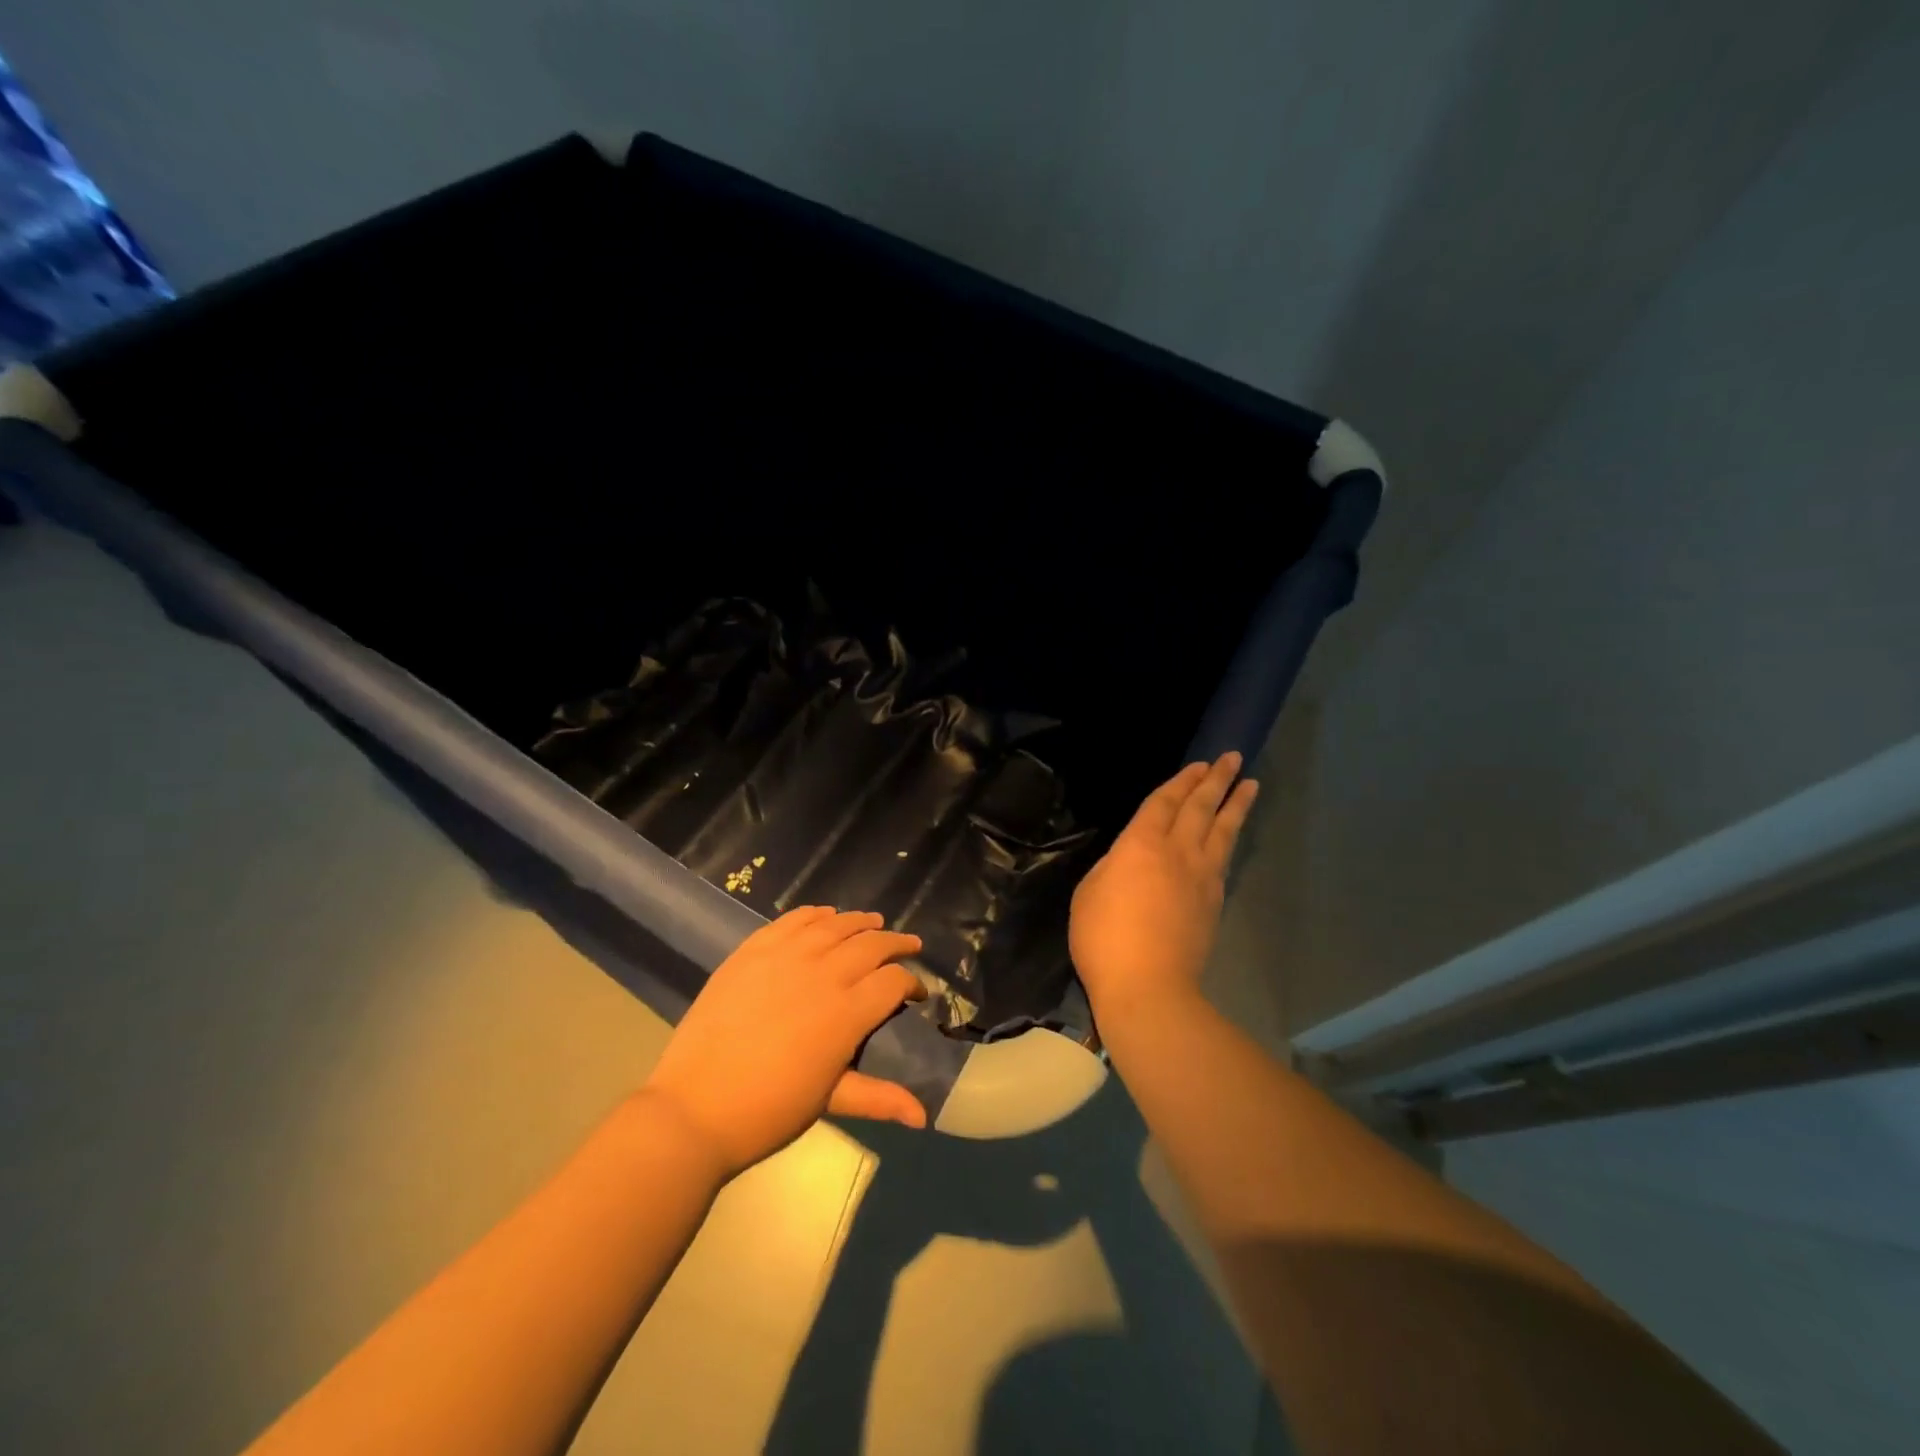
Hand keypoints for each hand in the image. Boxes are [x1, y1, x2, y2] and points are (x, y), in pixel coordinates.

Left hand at [642, 907, 929, 1176]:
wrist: (694, 1107)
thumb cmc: (768, 1111)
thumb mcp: (829, 1101)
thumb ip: (879, 1097)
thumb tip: (923, 1117)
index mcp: (847, 1013)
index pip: (893, 981)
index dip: (912, 983)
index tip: (917, 992)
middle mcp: (823, 974)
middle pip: (871, 945)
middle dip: (896, 944)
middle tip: (909, 946)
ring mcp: (786, 956)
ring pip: (835, 925)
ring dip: (860, 922)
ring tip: (874, 921)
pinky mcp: (753, 950)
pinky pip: (793, 920)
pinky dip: (815, 914)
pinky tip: (826, 915)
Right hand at [1070, 753, 1257, 1025]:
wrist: (1148, 986)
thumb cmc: (1104, 938)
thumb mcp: (1089, 893)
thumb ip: (1112, 867)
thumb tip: (1129, 860)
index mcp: (1141, 844)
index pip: (1164, 802)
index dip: (1180, 781)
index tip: (1199, 764)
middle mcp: (1177, 851)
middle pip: (1200, 808)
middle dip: (1215, 780)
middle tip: (1231, 758)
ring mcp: (1201, 877)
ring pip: (1222, 830)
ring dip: (1235, 804)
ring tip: (1249, 783)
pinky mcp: (1214, 902)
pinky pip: (1225, 858)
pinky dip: (1230, 839)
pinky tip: (1231, 835)